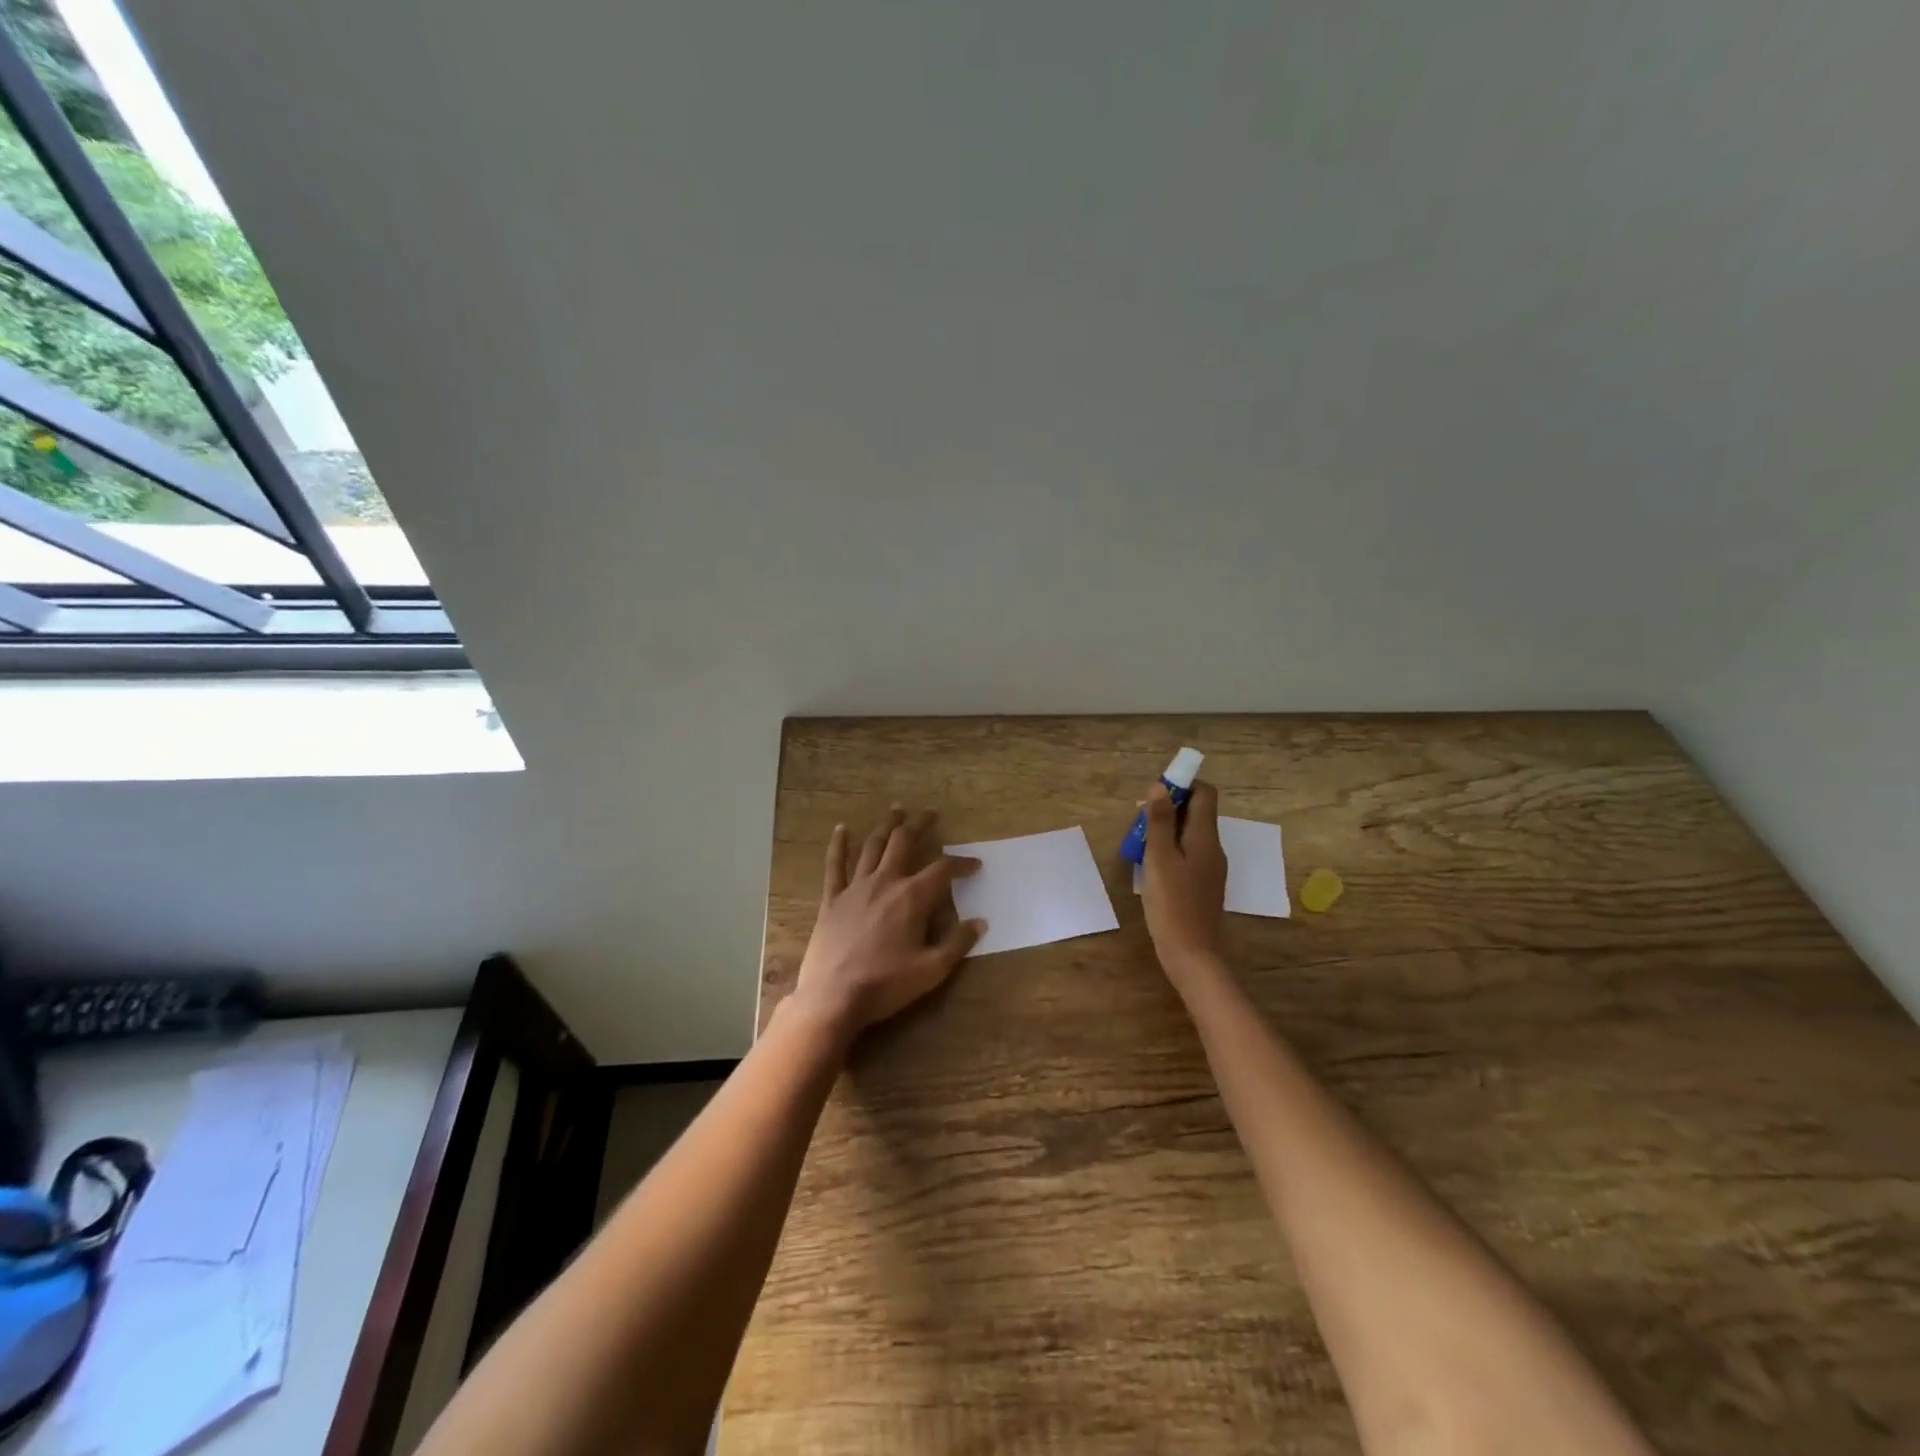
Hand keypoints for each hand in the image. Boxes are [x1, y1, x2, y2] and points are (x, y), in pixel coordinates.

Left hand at [789, 806, 984, 1038]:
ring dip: (887, 826)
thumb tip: (980, 922)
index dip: (961, 864)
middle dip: (920, 825)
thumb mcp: (932, 970)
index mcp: (912, 897)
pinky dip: (839, 845)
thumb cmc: (886, 984)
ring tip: (896, 811)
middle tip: (930, 814)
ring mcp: (855, 888)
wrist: (833, 997)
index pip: (943, 870)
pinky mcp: (832, 899)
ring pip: (873, 846)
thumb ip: (957, 943)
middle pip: (904, 843)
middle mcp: (885, 882)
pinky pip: (835, 865)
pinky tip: (842, 829)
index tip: (974, 865)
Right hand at [1141, 779, 1226, 973]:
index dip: (1182, 785)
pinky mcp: (1202, 883)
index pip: (1205, 793)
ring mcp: (1210, 867)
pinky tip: (1151, 864)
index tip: (1154, 795)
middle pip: (1197, 812)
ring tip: (1140, 841)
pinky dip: (1171, 848)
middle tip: (1139, 820)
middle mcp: (1213, 847)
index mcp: (1205, 837)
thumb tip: (1160, 786)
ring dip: (1167, 828)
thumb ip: (1160, 821)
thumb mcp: (1159, 858)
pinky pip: (1188, 852)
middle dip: (1169, 807)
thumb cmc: (1172, 904)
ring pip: (1190, 833)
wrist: (1191, 954)